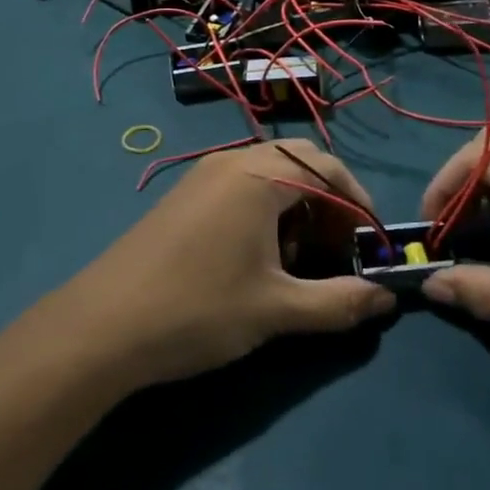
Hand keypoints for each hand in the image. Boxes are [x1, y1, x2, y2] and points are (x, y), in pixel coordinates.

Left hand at [53, 142, 395, 387]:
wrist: (101, 327)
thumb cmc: (199, 310)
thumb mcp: (277, 310)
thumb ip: (340, 302)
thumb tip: (387, 299)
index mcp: (260, 175)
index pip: (329, 170)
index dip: (358, 206)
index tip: (370, 247)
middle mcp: (232, 162)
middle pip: (300, 165)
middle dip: (328, 204)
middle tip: (337, 251)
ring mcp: (202, 176)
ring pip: (268, 177)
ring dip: (296, 209)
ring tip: (298, 262)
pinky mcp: (184, 197)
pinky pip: (240, 188)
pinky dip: (264, 212)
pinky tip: (257, 261)